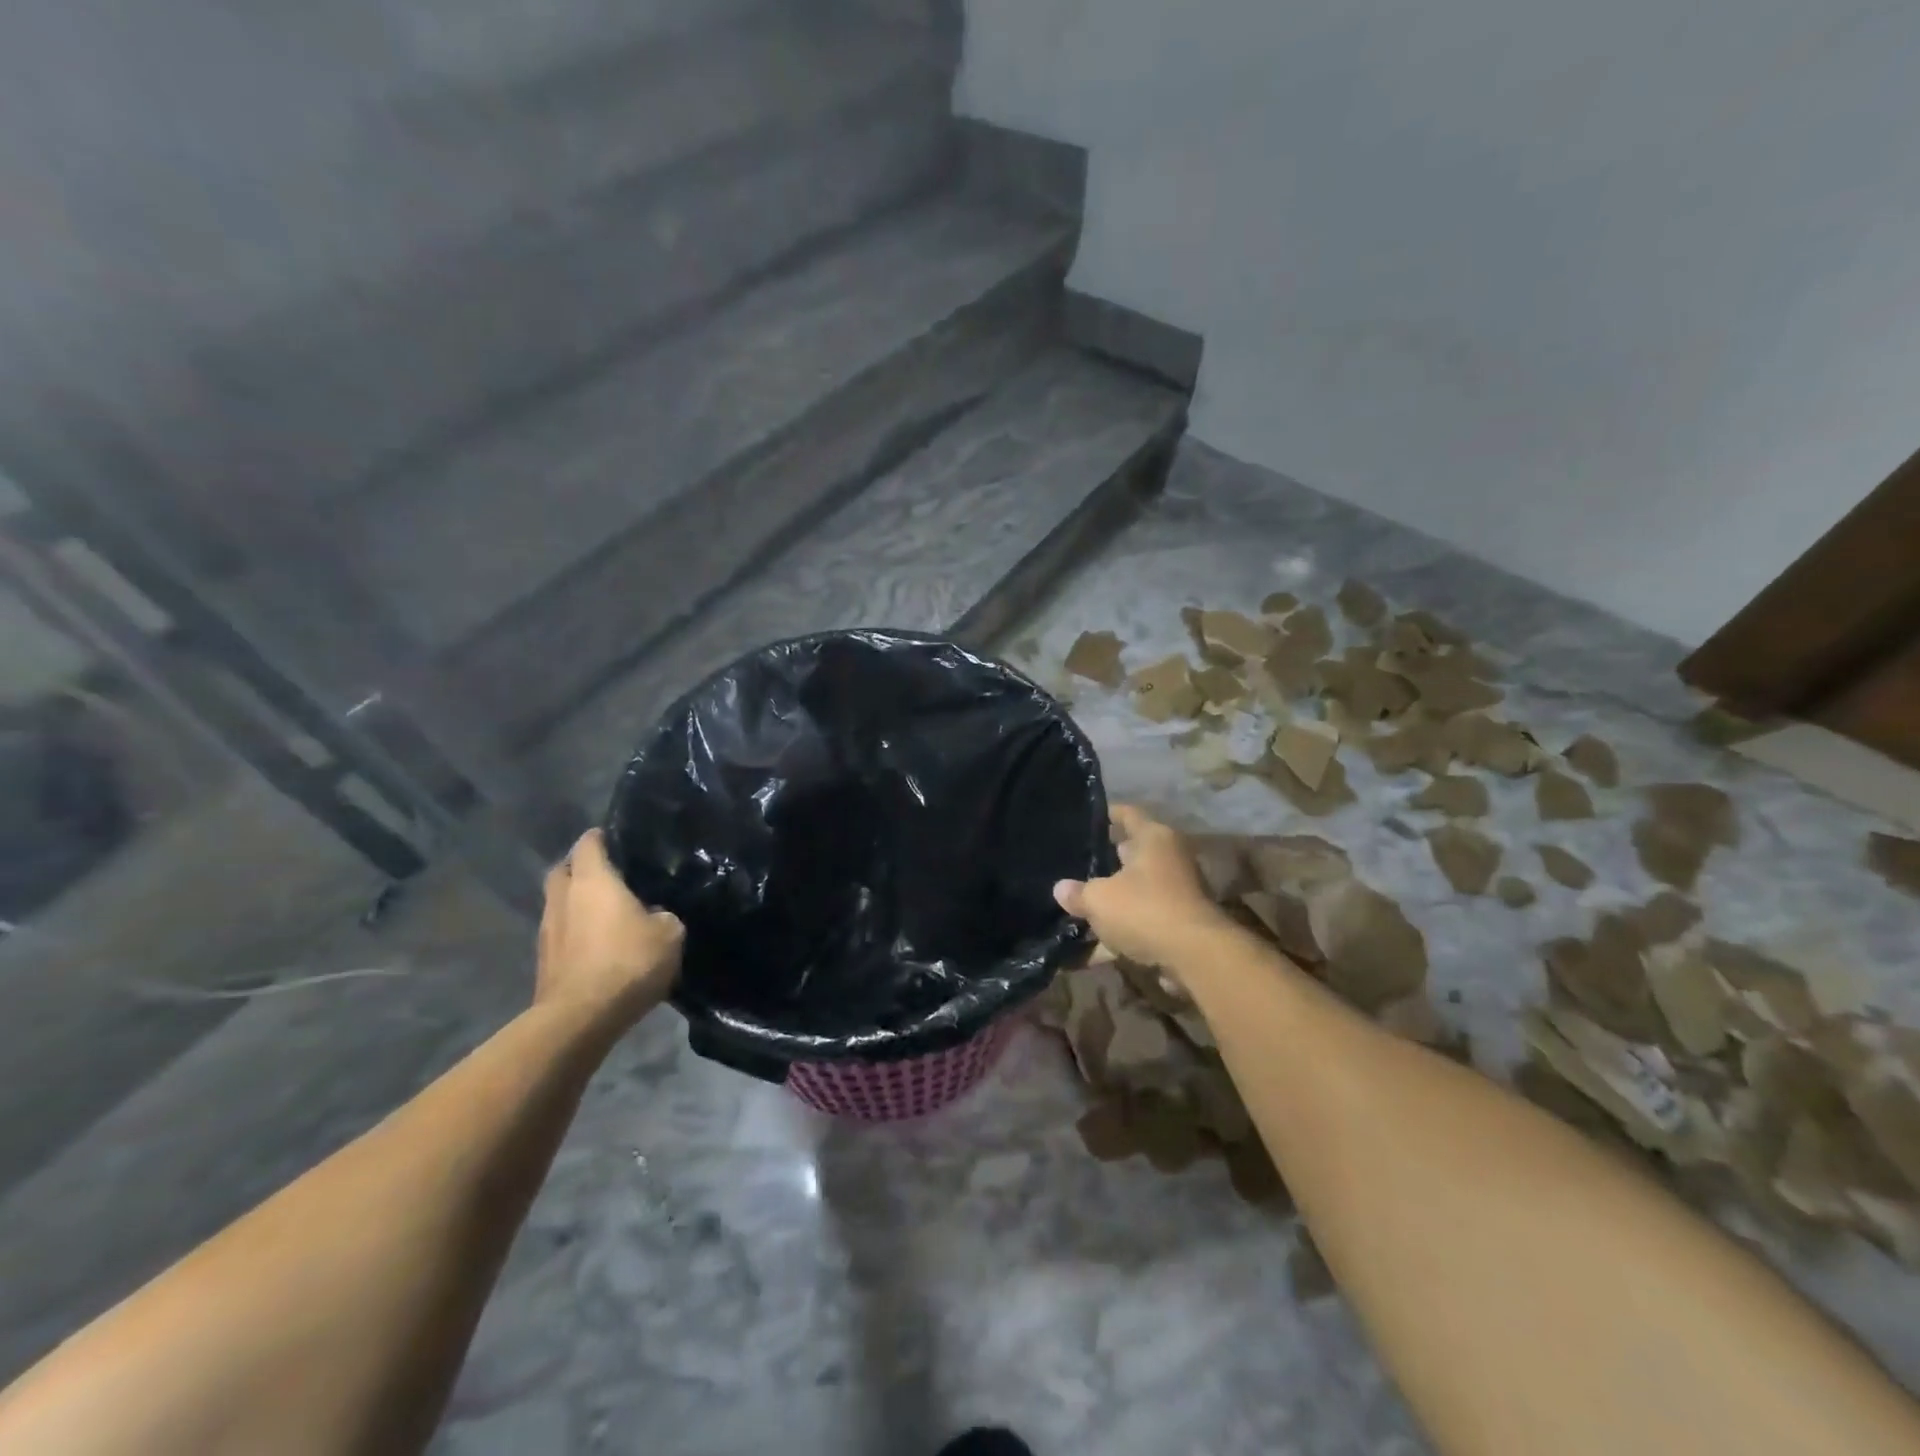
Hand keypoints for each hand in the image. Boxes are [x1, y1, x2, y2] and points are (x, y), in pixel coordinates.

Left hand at [535, 829, 682, 1028]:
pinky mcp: (544, 962)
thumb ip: (664, 916)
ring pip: (559, 905)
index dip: (601, 838)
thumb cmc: (627, 962)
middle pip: (564, 871)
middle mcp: (563, 898)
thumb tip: (655, 916)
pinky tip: (599, 946)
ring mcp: (548, 931)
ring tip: (607, 914)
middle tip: (609, 875)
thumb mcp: (670, 933)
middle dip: (580, 869)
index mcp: (592, 880)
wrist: (580, 1018)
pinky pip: (562, 935)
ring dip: (577, 905)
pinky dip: (576, 934)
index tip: (617, 839)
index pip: (589, 844)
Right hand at [1053, 805, 1229, 970]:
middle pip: (1134, 852)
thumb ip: (1078, 893)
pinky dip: (1121, 929)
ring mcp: (1178, 891)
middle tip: (1077, 862)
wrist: (1195, 956)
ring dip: (1114, 897)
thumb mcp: (1099, 899)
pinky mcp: (1179, 922)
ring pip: (1137, 888)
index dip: (1108, 814)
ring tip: (1081, 902)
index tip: (1087, 817)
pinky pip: (1142, 919)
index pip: (1128, 814)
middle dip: (1108, 858)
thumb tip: (1061, 889)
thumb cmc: (1145, 909)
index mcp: (1153, 838)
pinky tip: (1094, 946)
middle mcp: (1170, 858)